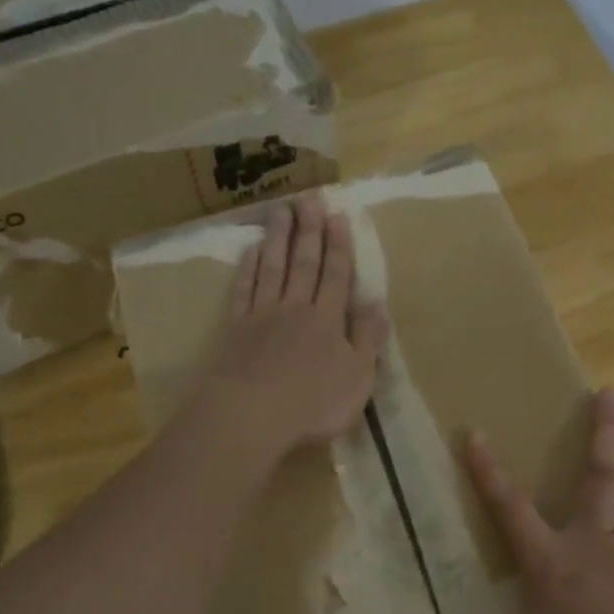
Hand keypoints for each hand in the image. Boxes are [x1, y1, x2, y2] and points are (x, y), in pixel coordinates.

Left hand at [192, 192, 389, 460]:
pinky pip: (244, 290)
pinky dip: (249, 269)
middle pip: (304, 263)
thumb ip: (368, 339)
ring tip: (281, 209)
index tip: (338, 215)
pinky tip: (252, 251)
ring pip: (273, 268)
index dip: (339, 246)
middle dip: (309, 230)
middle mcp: (296, 308)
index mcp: (329, 320)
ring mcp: (262, 316)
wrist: (251, 415)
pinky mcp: (235, 330)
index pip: (337, 275)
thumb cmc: (313, 403)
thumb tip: (378, 303)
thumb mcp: (358, 378)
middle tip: (309, 198)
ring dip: (278, 238)